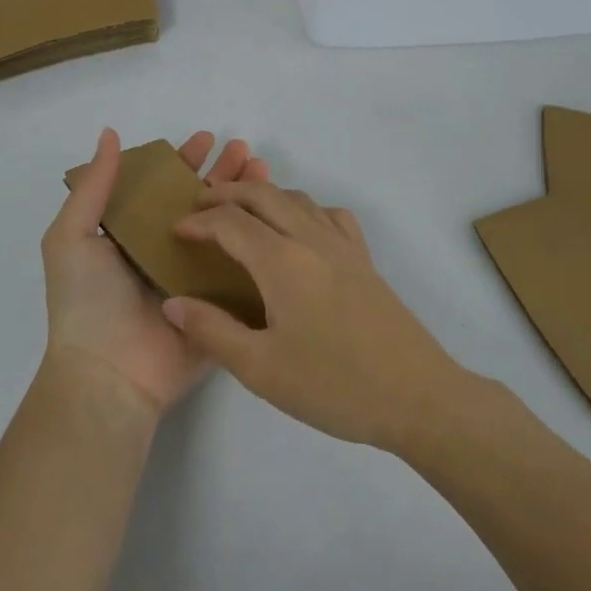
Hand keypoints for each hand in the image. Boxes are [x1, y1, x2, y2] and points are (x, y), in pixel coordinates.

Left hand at [42, 128, 270, 415]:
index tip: (208, 139)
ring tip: (266, 172)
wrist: (109, 375)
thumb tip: (109, 134)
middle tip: (247, 151)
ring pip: (227, 231)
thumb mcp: (72, 237)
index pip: (162, 188)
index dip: (183, 162)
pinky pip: (243, 272)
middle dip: (223, 175)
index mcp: (131, 236)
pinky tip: (279, 220)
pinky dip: (261, 245)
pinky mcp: (219, 308)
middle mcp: (164, 253)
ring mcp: (195, 281)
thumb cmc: (86, 302)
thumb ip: (94, 187)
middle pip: (200, 204)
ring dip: (246, 201)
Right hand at [161, 181, 466, 451]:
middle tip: (199, 205)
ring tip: (242, 213)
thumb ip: (212, 331)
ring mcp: (344, 246)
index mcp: (281, 261)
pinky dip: (305, 208)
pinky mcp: (365, 260)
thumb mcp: (261, 369)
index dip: (198, 221)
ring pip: (297, 198)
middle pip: (263, 195)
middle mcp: (311, 239)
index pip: (230, 222)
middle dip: (227, 193)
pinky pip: (331, 215)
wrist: (417, 397)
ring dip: (264, 195)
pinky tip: (302, 230)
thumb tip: (172, 303)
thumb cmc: (334, 385)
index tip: (175, 231)